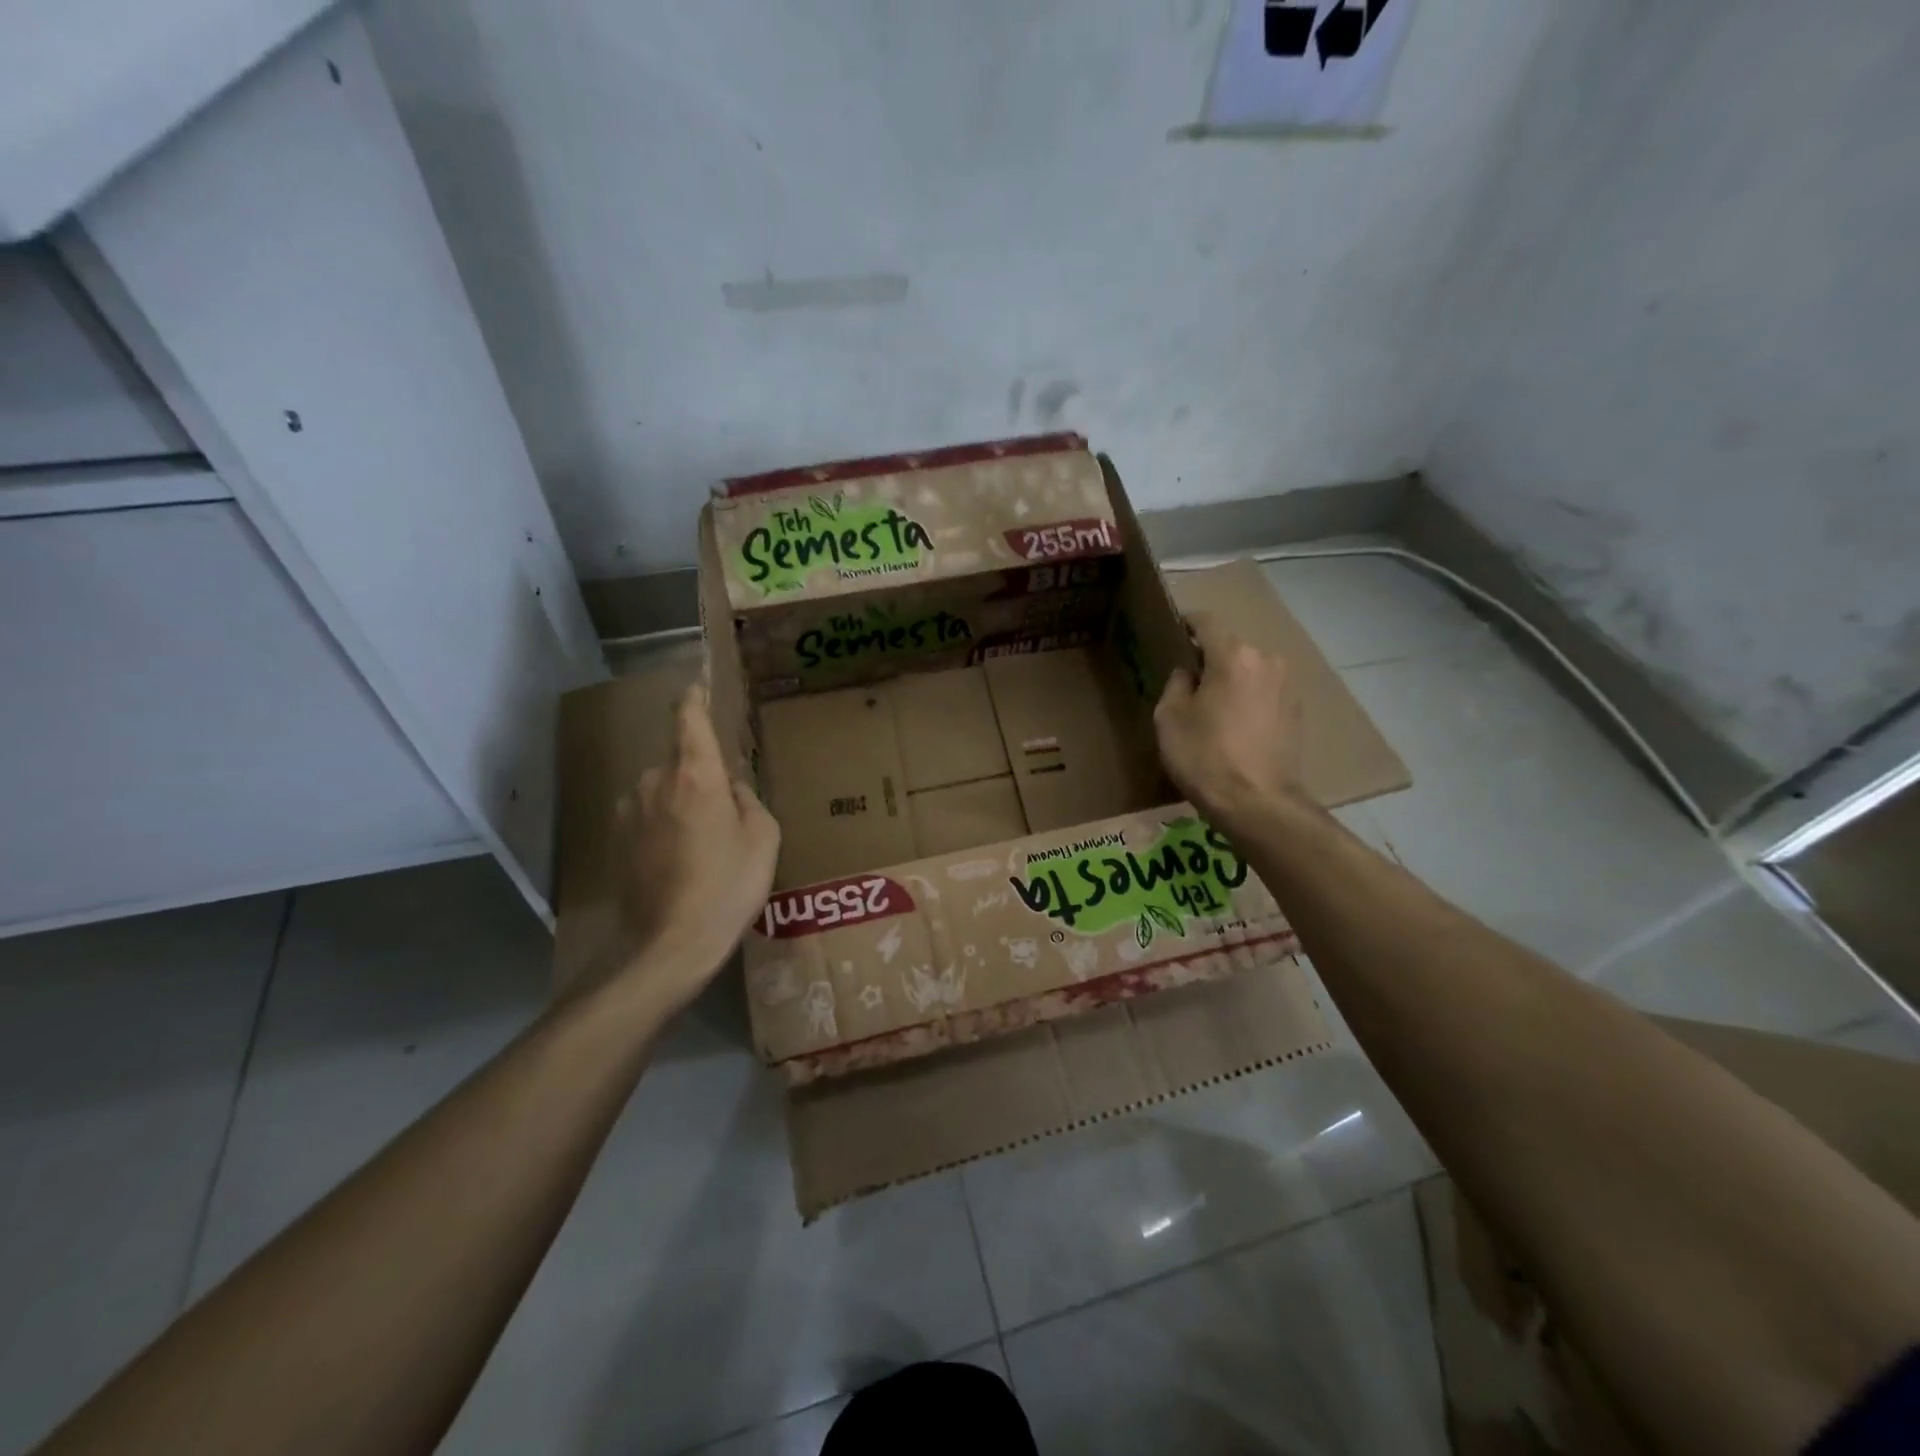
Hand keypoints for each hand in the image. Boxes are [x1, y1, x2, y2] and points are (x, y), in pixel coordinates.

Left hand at [610, 682, 780, 1008]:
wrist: (668, 944)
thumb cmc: (727, 886)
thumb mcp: (763, 838)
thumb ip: (747, 800)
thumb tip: (728, 788)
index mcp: (695, 774)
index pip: (689, 719)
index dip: (693, 698)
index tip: (695, 684)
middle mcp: (654, 782)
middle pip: (681, 762)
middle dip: (701, 778)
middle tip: (727, 815)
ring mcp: (630, 810)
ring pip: (664, 792)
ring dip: (682, 805)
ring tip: (706, 846)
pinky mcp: (617, 839)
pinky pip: (649, 817)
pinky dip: (666, 828)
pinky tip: (682, 863)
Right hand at [1153, 613, 1302, 828]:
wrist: (1258, 804)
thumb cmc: (1204, 756)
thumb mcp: (1170, 718)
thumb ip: (1177, 684)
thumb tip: (1189, 674)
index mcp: (1233, 656)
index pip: (1207, 622)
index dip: (1187, 623)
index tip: (1173, 631)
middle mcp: (1266, 661)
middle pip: (1231, 649)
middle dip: (1210, 661)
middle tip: (1188, 684)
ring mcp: (1287, 687)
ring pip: (1250, 672)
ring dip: (1231, 682)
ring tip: (1212, 710)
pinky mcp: (1297, 712)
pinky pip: (1264, 694)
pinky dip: (1248, 701)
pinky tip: (1234, 727)